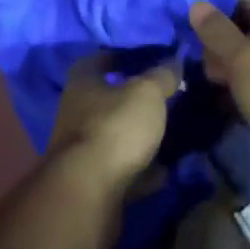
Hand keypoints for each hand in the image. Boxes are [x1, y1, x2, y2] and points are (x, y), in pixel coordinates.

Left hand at [47, 53, 180, 198]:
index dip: (121, 56)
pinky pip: (123, 170)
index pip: (98, 59)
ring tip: (170, 134)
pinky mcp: (93, 183)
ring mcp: (82, 151)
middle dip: (133, 100)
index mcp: (82, 84)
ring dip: (138, 136)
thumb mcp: (147, 93)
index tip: (146, 58)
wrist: (89, 193)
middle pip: (107, 101)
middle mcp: (76, 113)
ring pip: (115, 136)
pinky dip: (142, 170)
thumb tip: (173, 62)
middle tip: (164, 98)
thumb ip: (162, 75)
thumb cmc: (115, 127)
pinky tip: (166, 171)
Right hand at [188, 3, 249, 163]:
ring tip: (207, 76)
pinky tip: (221, 103)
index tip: (217, 17)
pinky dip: (244, 98)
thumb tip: (197, 5)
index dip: (245, 11)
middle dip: (235, 45)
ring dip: (237, 74)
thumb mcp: (244, 56)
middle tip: (205, 50)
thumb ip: (219, 32)